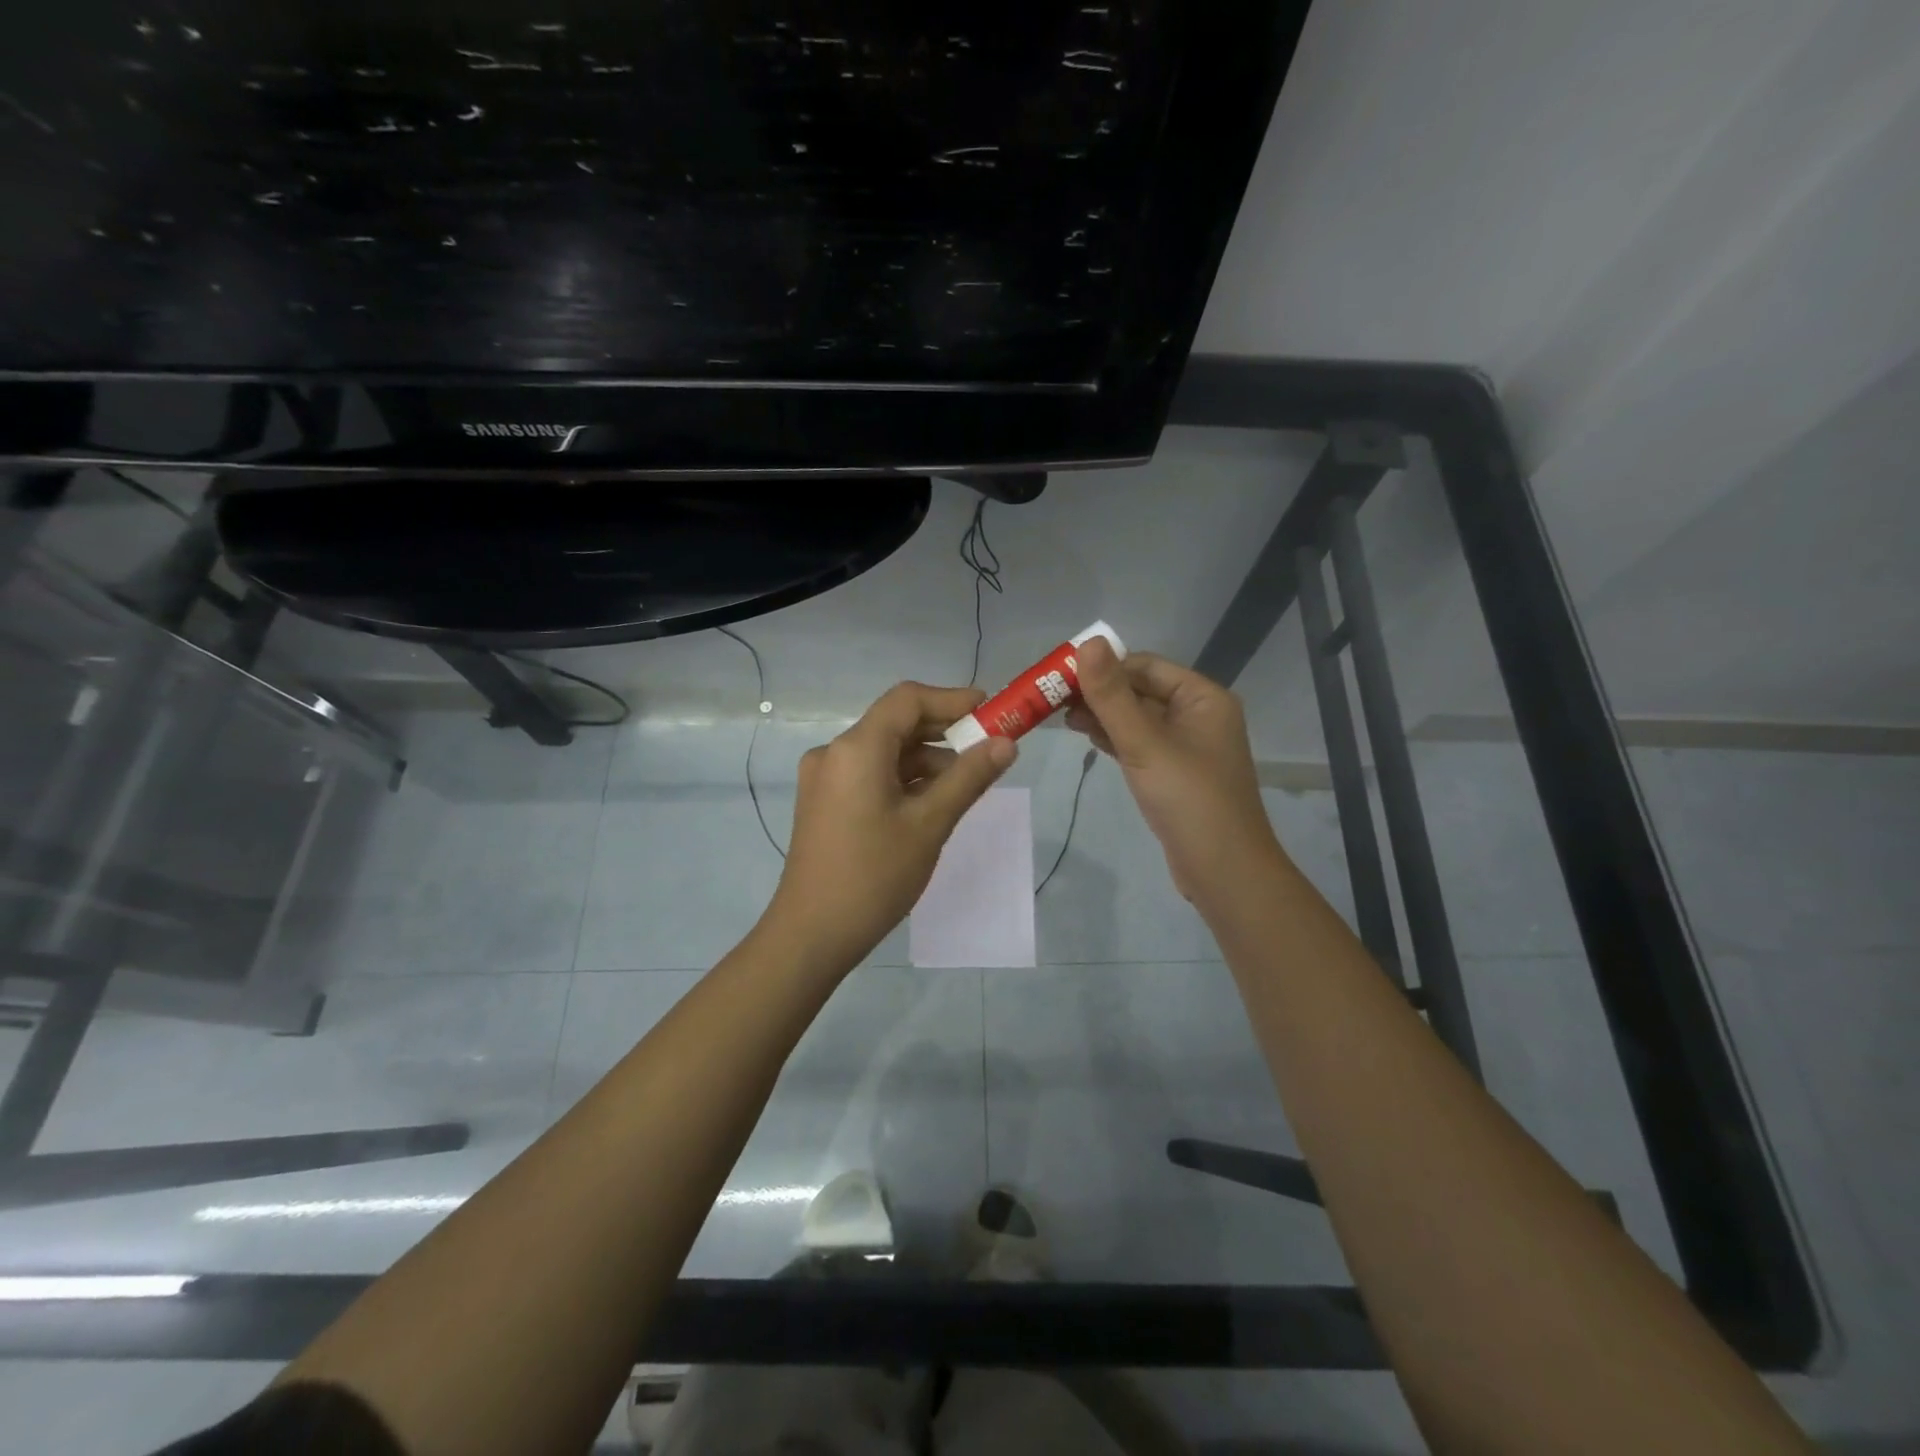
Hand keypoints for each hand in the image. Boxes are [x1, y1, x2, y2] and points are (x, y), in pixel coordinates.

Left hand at [763, 682, 1016, 974]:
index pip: (907, 699)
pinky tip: (932, 802)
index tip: (990, 712)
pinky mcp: (825, 802)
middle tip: (988, 748)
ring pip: (885, 751)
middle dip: (944, 732)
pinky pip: (870, 774)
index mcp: (856, 748)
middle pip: (896, 723)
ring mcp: (825, 778)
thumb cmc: (874, 876)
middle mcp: (835, 752)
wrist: (812, 934)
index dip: (952, 699)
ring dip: (926, 759)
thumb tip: (1005, 743)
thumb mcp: (930, 825)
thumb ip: (969, 777)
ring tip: (966, 784)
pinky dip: (904, 779)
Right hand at [1066, 639, 1281, 905]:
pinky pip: (1141, 743)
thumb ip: (1112, 695)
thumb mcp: (1144, 742)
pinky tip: (1086, 737)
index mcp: (1202, 697)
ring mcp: (1187, 745)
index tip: (1059, 675)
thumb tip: (1087, 643)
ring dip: (1103, 715)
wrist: (1222, 870)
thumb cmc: (1188, 799)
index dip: (1103, 666)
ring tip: (1060, 718)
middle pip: (1140, 690)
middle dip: (1099, 692)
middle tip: (1052, 699)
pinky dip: (1114, 737)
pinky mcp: (1175, 772)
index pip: (1145, 665)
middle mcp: (1198, 714)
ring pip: (1137, 718)